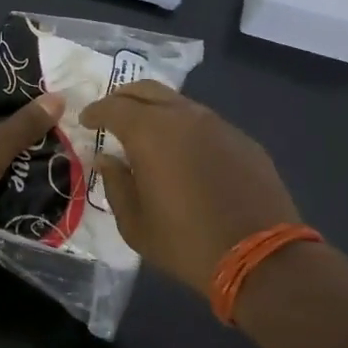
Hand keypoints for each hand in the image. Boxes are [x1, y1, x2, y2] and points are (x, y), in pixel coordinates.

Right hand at [80, 80, 310, 294]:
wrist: (261, 257)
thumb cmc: (186, 242)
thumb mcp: (135, 224)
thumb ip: (116, 184)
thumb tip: (107, 159)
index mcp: (150, 132)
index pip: (113, 107)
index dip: (96, 111)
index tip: (86, 121)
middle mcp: (184, 117)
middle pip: (147, 90)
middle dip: (124, 98)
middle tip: (112, 114)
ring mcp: (218, 125)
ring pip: (178, 103)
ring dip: (157, 111)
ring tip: (148, 133)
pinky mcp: (243, 140)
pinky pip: (205, 124)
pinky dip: (186, 129)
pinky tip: (186, 153)